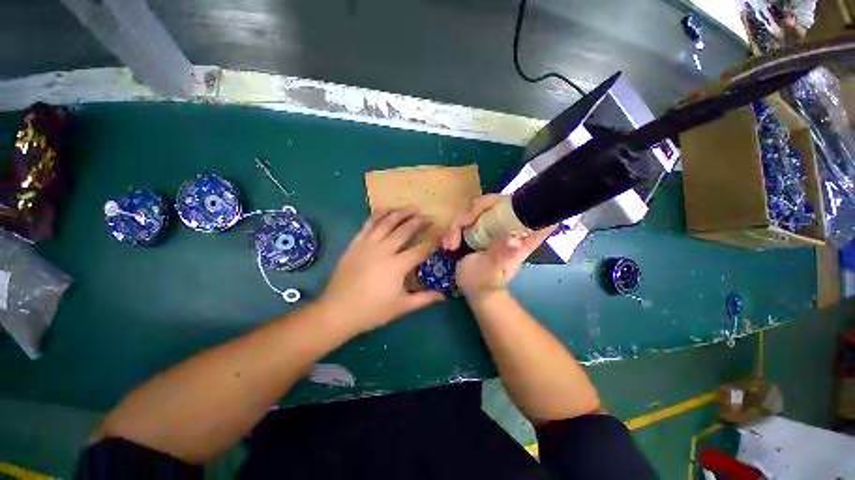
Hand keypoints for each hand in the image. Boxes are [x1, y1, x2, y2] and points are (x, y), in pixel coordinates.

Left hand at [320, 207, 444, 334]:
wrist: (338, 310)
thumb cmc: (373, 310)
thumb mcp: (402, 307)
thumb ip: (424, 298)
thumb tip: (444, 296)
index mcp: (397, 266)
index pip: (421, 249)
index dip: (434, 240)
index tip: (442, 233)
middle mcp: (384, 250)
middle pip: (405, 230)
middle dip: (419, 222)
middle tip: (428, 217)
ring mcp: (368, 244)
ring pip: (387, 222)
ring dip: (401, 213)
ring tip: (412, 208)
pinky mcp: (356, 243)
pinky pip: (368, 224)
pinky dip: (378, 214)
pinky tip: (386, 209)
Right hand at [442, 195, 553, 299]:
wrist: (474, 289)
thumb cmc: (485, 282)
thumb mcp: (492, 270)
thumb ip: (501, 255)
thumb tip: (514, 241)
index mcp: (522, 235)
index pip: (530, 209)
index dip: (517, 201)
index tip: (497, 210)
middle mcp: (508, 225)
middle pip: (495, 202)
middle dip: (474, 212)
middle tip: (460, 228)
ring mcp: (492, 225)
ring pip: (476, 208)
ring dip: (458, 224)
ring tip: (450, 245)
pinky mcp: (479, 227)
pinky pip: (466, 218)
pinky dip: (454, 228)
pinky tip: (448, 244)